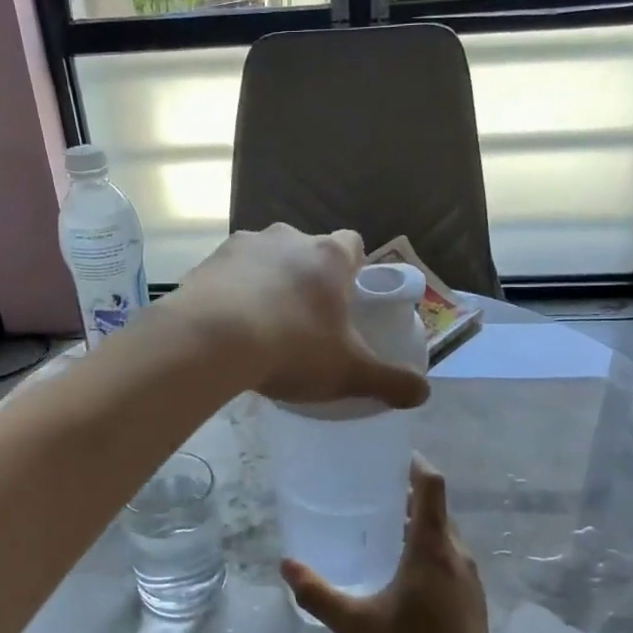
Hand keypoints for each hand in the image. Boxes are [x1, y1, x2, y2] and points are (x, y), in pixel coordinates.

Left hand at [174, 224, 428, 409]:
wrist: (210, 341)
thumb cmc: (292, 348)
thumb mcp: (348, 372)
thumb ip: (389, 381)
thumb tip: (424, 394)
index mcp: (329, 256)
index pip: (352, 245)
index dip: (353, 270)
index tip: (347, 299)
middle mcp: (288, 238)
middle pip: (307, 251)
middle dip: (308, 278)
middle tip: (305, 319)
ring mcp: (244, 245)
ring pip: (265, 259)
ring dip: (268, 282)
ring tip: (261, 325)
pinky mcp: (208, 261)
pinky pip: (229, 274)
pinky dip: (232, 292)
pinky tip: (228, 326)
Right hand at [282, 455, 505, 632]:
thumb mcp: (356, 626)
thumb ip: (318, 594)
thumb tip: (286, 565)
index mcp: (434, 549)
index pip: (431, 485)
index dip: (412, 463)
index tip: (385, 454)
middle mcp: (457, 556)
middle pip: (435, 508)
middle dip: (404, 495)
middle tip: (364, 492)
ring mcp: (469, 580)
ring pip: (442, 535)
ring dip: (414, 524)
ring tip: (375, 529)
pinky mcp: (471, 602)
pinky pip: (447, 558)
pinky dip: (423, 550)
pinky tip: (396, 574)